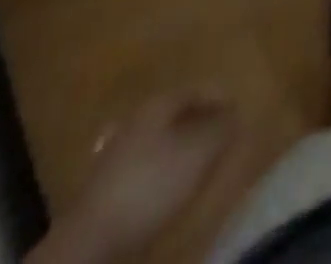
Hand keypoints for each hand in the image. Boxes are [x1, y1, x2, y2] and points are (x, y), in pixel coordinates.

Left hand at [42, 92, 237, 262]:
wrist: (92, 240)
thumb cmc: (152, 184)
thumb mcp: (197, 153)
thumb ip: (220, 129)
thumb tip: (236, 112)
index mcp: (157, 105)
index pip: (194, 90)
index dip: (218, 97)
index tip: (238, 109)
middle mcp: (136, 121)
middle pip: (175, 114)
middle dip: (200, 122)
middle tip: (222, 135)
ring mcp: (118, 153)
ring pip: (159, 141)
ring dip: (181, 148)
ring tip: (201, 164)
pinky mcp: (108, 188)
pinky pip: (146, 167)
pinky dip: (163, 171)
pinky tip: (170, 188)